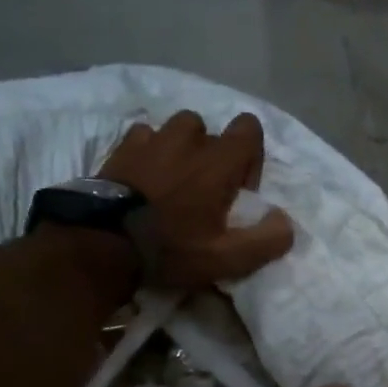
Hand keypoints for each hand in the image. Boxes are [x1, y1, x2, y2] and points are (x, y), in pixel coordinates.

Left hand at [98, 111, 295, 288]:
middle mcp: (188, 140)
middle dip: (213, 155)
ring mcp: (152, 139)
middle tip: (204, 191)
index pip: (249, 128)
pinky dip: (149, 150)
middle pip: (212, 131)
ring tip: (173, 180)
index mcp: (218, 161)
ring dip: (181, 147)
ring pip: (178, 128)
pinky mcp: (122, 148)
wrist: (102, 244)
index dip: (250, 157)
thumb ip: (266, 240)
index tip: (238, 191)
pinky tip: (144, 177)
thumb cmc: (170, 249)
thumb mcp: (227, 258)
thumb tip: (285, 222)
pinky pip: (144, 135)